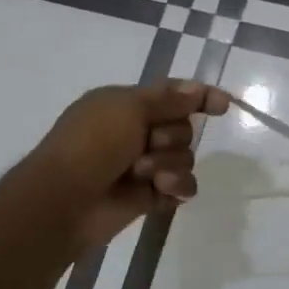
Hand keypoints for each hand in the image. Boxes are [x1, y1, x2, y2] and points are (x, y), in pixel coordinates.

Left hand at [29, 79, 231, 250]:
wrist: (66, 199)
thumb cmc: (91, 144)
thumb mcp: (128, 108)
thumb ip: (168, 99)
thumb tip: (197, 89)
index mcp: (127, 105)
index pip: (172, 95)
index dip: (199, 97)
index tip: (223, 105)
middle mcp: (137, 133)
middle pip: (184, 128)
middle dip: (171, 137)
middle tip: (147, 143)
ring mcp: (144, 166)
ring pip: (185, 158)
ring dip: (169, 164)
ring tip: (143, 175)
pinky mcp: (150, 196)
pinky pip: (182, 186)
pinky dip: (176, 186)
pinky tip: (162, 190)